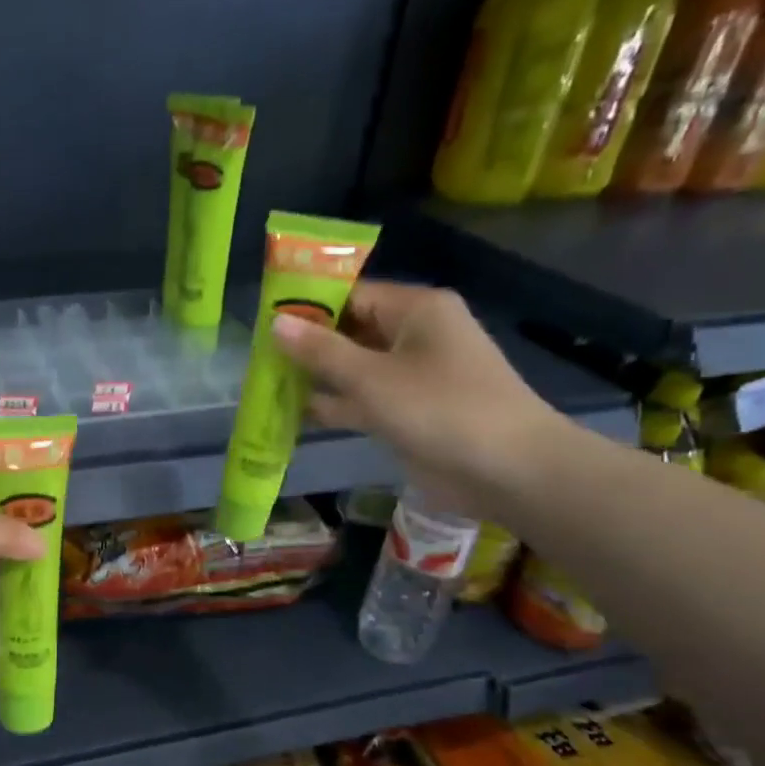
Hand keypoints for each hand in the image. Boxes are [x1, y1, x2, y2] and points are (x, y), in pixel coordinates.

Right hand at [269, 281, 560, 516]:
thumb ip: (321, 351)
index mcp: (416, 310)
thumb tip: (275, 323)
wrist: (507, 470)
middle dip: (307, 344)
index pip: (352, 295)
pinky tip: (294, 413)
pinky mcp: (409, 411)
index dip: (308, 305)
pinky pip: (363, 399)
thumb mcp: (372, 378)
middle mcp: (415, 335)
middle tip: (257, 355)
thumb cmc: (440, 409)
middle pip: (351, 331)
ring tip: (265, 382)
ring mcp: (412, 376)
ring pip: (354, 367)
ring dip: (316, 376)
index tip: (265, 319)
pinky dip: (334, 404)